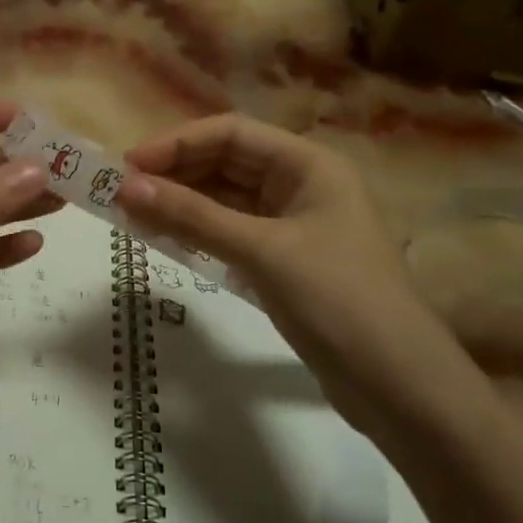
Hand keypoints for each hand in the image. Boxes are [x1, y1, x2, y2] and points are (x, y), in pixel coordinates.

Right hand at [118, 113, 471, 429]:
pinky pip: (230, 232)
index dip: (177, 143)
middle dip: (174, 173)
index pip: (230, 133)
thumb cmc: (339, 301)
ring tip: (132, 214)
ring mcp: (292, 225)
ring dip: (181, 203)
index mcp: (308, 165)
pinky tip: (163, 238)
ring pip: (224, 199)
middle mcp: (300, 185)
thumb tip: (126, 187)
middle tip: (121, 192)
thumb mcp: (262, 252)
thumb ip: (193, 217)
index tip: (128, 165)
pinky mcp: (283, 261)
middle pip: (225, 162)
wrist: (401, 389)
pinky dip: (197, 232)